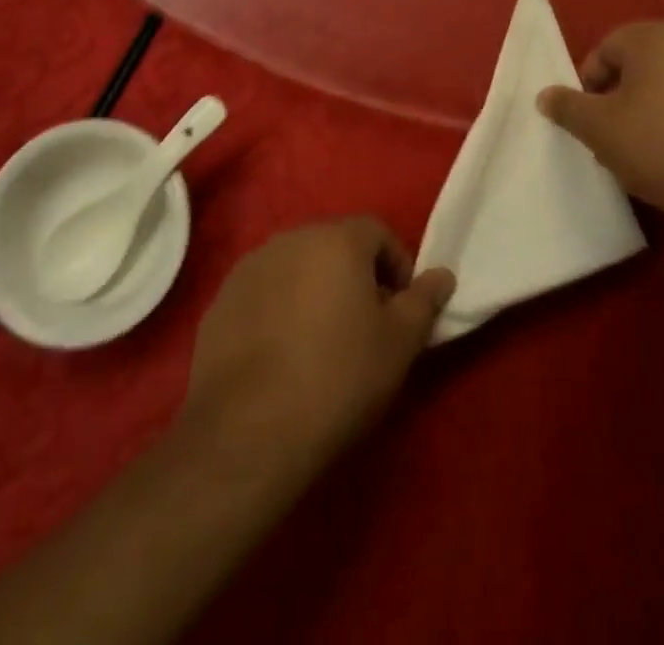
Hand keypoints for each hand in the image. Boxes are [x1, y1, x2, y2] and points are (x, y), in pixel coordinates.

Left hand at [183, 218, 454, 463]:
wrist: (247, 431)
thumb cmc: (338, 378)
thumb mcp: (399, 344)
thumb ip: (424, 301)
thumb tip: (443, 274)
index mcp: (336, 239)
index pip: (378, 232)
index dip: (397, 266)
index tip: (401, 309)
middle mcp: (291, 238)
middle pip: (335, 246)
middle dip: (356, 277)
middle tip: (366, 327)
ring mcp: (250, 267)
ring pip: (297, 268)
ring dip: (315, 291)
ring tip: (322, 343)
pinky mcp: (221, 301)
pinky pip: (265, 293)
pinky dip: (280, 311)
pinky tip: (282, 357)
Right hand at [536, 20, 663, 230]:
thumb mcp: (600, 130)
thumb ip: (568, 108)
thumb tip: (545, 95)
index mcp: (656, 35)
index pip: (606, 49)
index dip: (589, 85)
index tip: (588, 122)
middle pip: (642, 64)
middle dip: (621, 97)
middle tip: (614, 137)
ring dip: (654, 109)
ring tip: (648, 151)